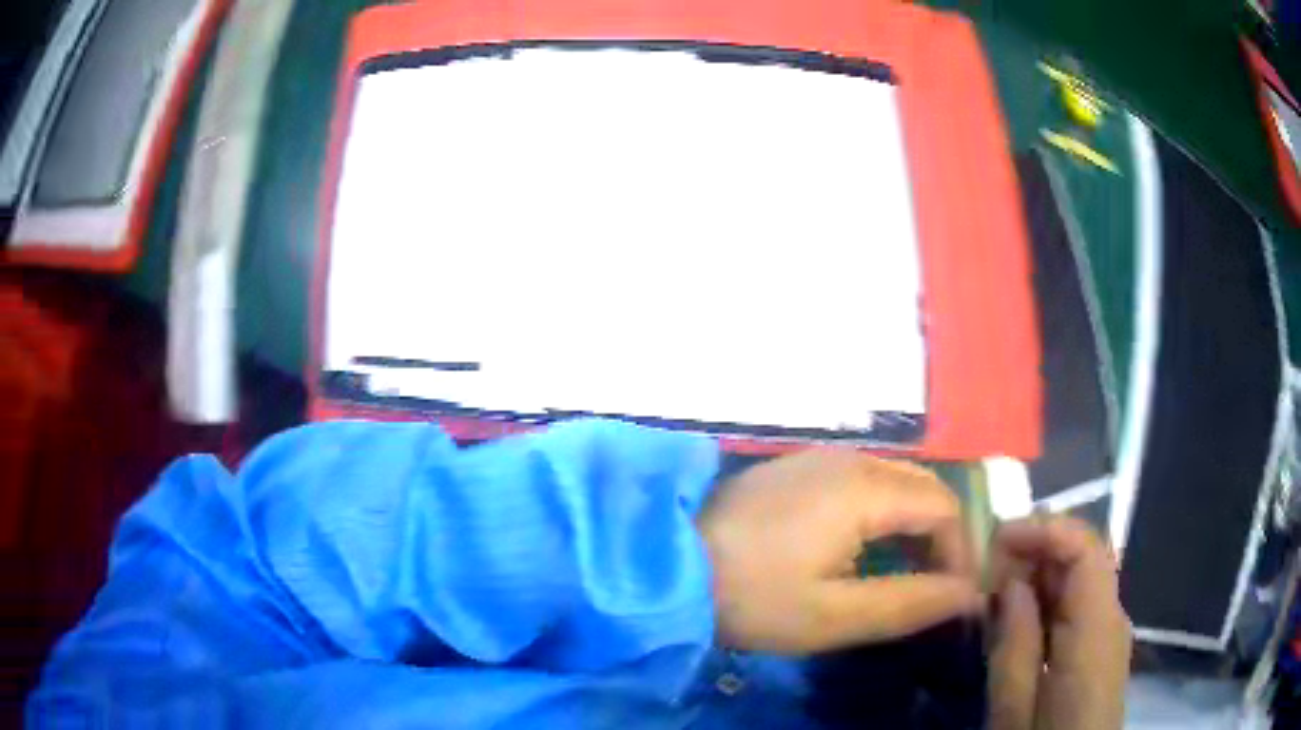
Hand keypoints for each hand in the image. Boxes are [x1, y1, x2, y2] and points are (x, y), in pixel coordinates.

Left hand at [697, 450, 982, 654]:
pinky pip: (859, 482)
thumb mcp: (833, 615)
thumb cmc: (751, 596)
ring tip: (902, 574)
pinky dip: (878, 514)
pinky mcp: (794, 469)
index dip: (959, 551)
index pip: (943, 506)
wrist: (665, 565)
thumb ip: (910, 603)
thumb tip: (969, 595)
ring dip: (909, 525)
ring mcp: (816, 458)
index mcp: (864, 488)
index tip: (952, 596)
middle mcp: (847, 459)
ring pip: (891, 482)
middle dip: (938, 536)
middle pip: (921, 487)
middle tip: (932, 586)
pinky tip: (860, 550)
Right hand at [988, 517, 1131, 729]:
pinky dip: (1047, 597)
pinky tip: (1018, 618)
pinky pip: (1078, 601)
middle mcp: (1112, 616)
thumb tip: (1010, 581)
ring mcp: (1111, 628)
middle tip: (984, 570)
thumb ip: (1014, 644)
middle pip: (1084, 554)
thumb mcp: (1012, 711)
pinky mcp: (1102, 642)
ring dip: (1038, 573)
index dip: (1043, 529)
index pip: (1085, 547)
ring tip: (993, 593)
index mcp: (1096, 631)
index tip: (995, 539)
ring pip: (1080, 575)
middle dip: (1034, 549)